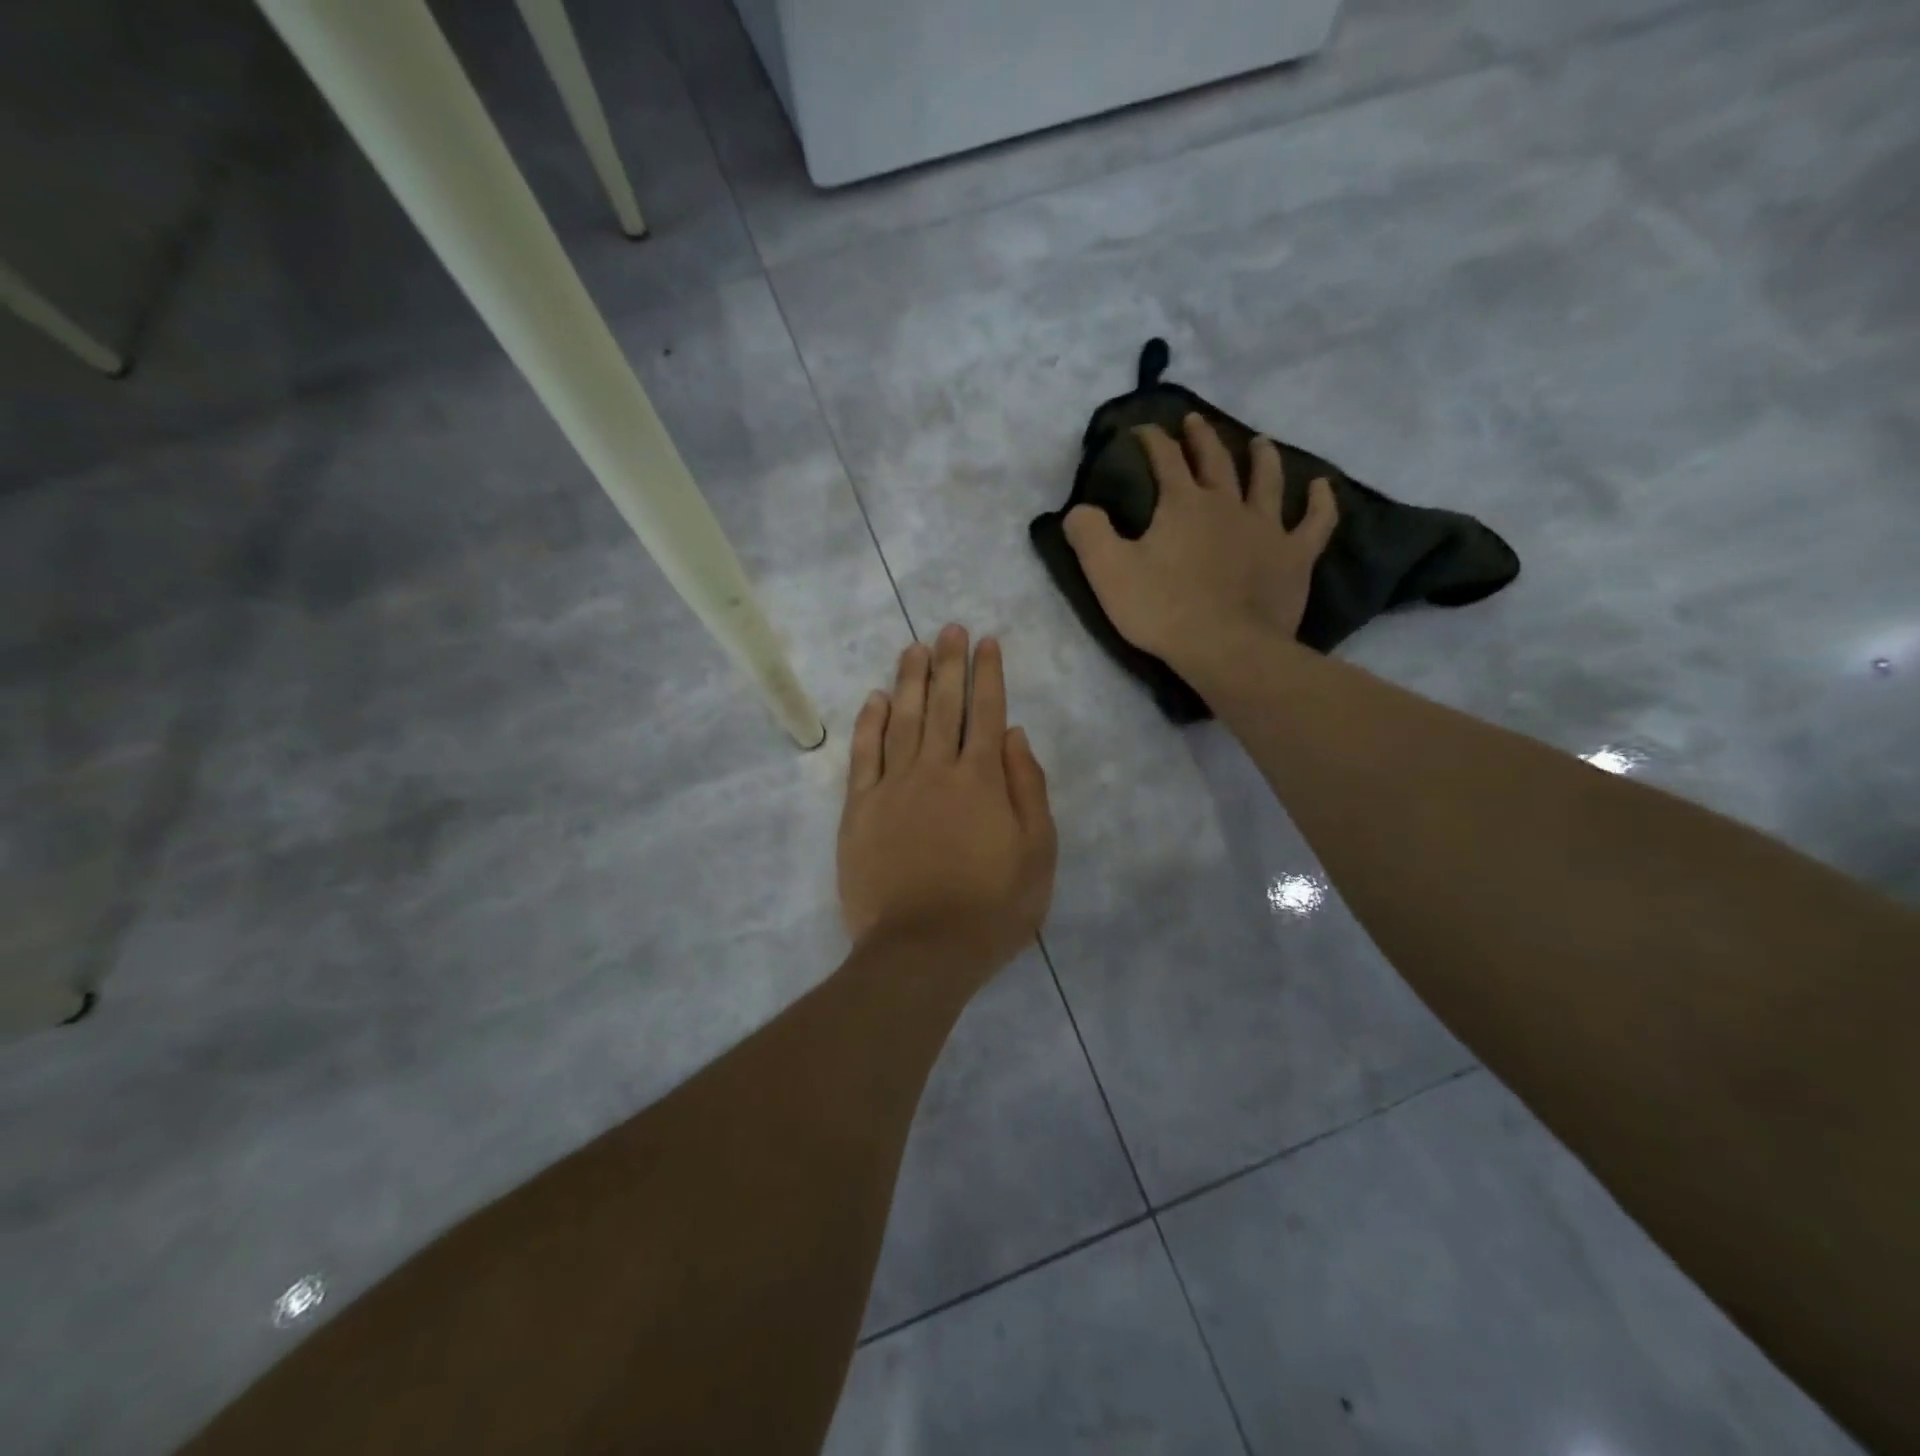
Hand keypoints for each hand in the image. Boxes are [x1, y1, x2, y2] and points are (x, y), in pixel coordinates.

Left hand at [838, 626, 1057, 980]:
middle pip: (942, 705)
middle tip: (949, 629)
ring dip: (908, 680)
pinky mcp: (859, 809)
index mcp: (982, 780)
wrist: (921, 951)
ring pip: (900, 720)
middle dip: (948, 663)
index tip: (986, 642)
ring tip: (914, 648)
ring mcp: (892, 787)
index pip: (986, 713)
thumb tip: (1015, 734)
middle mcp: (936, 770)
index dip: (988, 674)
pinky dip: (868, 723)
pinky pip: (863, 755)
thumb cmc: (991, 909)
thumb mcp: (1037, 854)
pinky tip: (873, 698)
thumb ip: (1028, 789)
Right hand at [1064, 415, 1336, 673]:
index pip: (1164, 459)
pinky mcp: (1294, 556)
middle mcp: (1226, 504)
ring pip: (1266, 481)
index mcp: (1182, 504)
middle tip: (1194, 421)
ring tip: (1258, 442)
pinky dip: (1321, 502)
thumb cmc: (1162, 609)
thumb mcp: (1108, 572)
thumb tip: (1079, 509)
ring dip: (1261, 458)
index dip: (1151, 440)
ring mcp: (1266, 528)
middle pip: (1214, 461)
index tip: (1141, 430)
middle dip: (1200, 438)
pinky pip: (1315, 522)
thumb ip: (1089, 533)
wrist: (1225, 648)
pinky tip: (1323, 487)